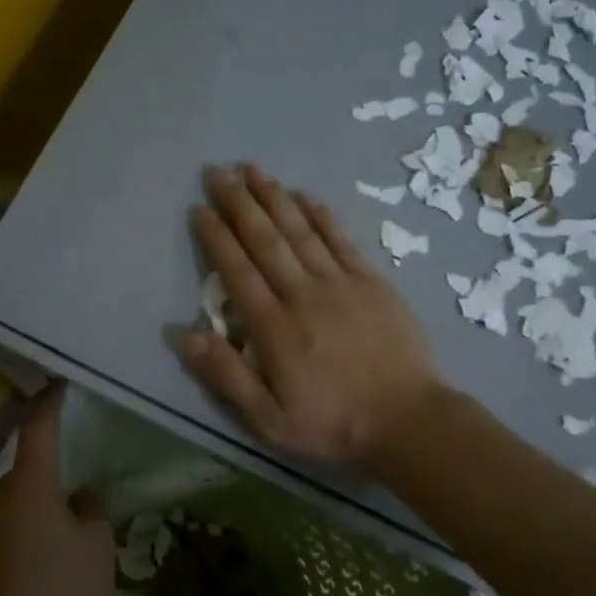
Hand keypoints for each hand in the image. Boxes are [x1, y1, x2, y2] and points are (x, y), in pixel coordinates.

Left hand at [0, 385, 114, 595]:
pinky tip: (37, 575)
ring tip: (60, 552)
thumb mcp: (97, 546)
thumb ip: (92, 512)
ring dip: (34, 517)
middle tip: (76, 510)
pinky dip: (20, 543)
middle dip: (49, 484)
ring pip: (13, 508)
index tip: (57, 387)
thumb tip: (80, 498)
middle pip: (27, 475)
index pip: (38, 430)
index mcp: (30, 483)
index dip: (49, 405)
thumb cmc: (60, 587)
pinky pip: (2, 536)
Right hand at [181, 164, 445, 472]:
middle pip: (265, 241)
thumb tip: (185, 334)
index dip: (216, 238)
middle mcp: (303, 295)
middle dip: (239, 204)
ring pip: (300, 232)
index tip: (199, 209)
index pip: (237, 271)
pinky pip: (342, 241)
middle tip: (219, 173)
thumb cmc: (334, 425)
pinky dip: (322, 216)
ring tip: (253, 170)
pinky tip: (306, 197)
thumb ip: (226, 375)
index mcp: (274, 328)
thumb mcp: (269, 419)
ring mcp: (341, 284)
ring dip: (275, 199)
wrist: (410, 422)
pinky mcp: (372, 283)